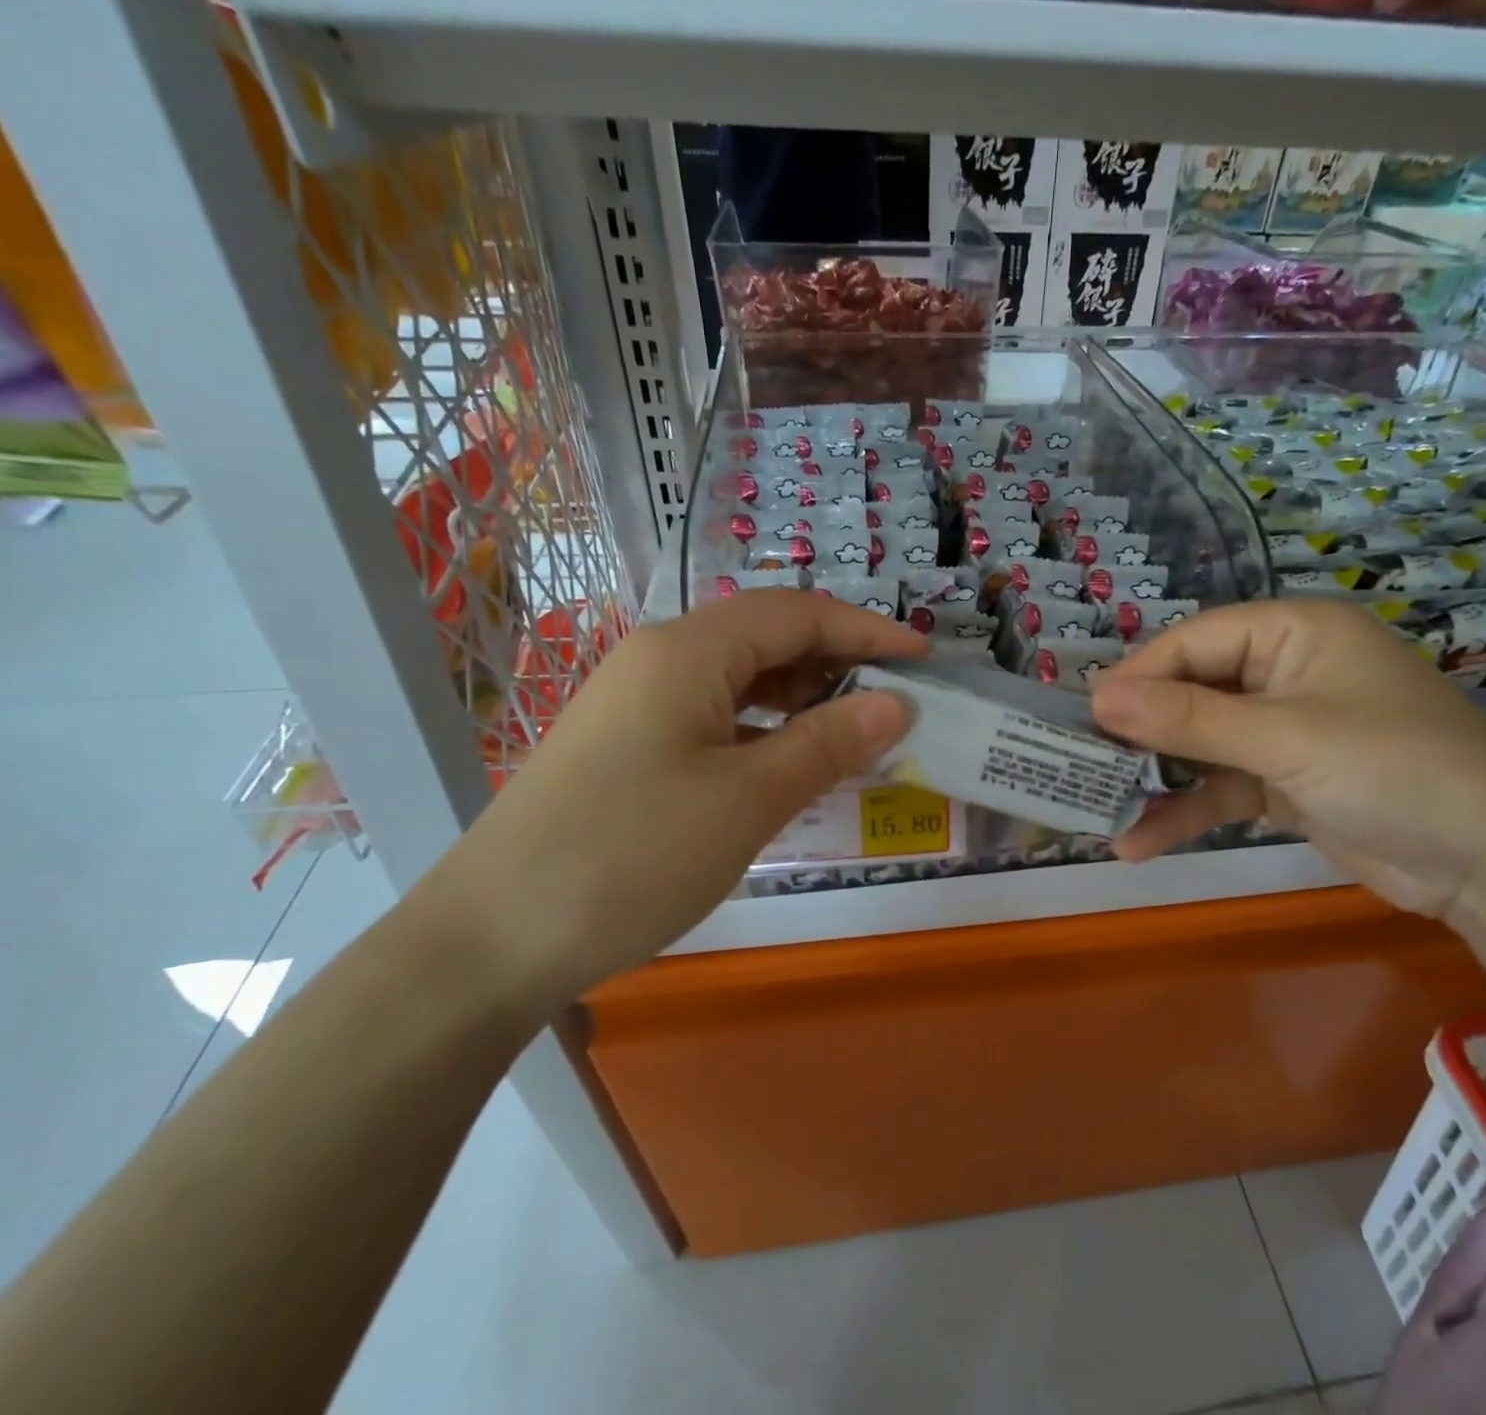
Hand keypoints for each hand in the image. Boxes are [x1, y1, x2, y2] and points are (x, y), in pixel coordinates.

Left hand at [435, 590, 925, 1000]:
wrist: (489, 941)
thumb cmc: (630, 856)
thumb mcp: (746, 799)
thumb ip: (827, 744)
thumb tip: (896, 704)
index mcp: (687, 651)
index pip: (797, 613)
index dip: (867, 629)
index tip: (926, 659)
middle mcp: (660, 659)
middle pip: (767, 637)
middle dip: (838, 661)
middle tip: (897, 702)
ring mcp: (638, 703)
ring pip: (741, 679)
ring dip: (803, 698)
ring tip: (855, 734)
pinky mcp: (628, 746)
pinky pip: (714, 717)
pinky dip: (765, 730)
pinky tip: (790, 766)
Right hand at [1088, 600, 1485, 927]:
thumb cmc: (1395, 769)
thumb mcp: (1285, 738)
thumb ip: (1189, 719)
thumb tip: (1097, 699)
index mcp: (1290, 632)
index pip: (1193, 642)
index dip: (1137, 677)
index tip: (1083, 716)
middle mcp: (1283, 672)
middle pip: (1189, 691)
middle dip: (1139, 732)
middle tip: (1078, 761)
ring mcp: (1282, 729)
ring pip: (1199, 744)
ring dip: (1154, 778)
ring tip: (1096, 808)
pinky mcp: (1283, 780)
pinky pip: (1219, 786)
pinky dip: (1184, 811)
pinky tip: (1137, 843)